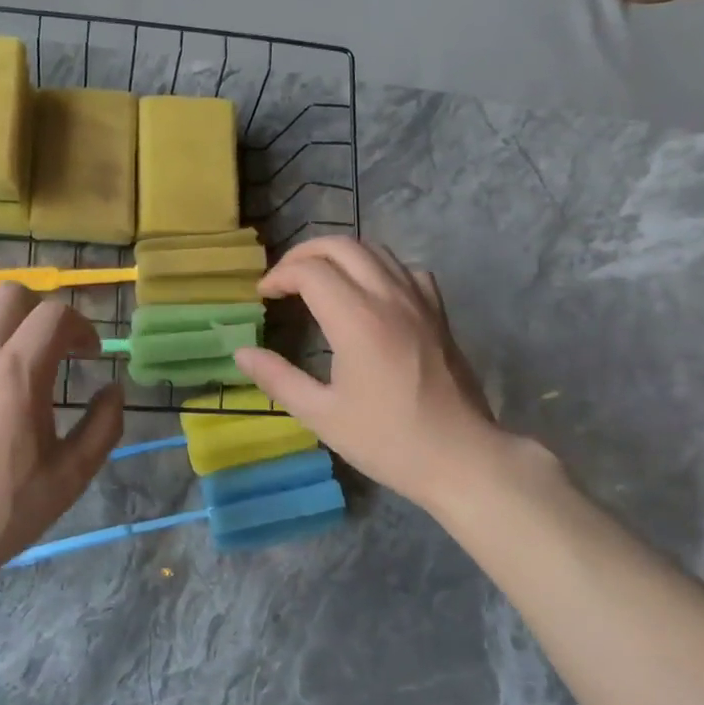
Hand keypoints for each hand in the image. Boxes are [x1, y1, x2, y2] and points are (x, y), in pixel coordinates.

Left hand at [0, 285, 123, 586]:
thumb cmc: (0, 512)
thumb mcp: (69, 477)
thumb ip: (103, 426)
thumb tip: (114, 390)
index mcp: (18, 372)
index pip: (56, 315)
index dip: (83, 328)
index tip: (91, 355)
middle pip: (14, 293)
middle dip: (44, 311)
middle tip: (57, 347)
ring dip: (4, 312)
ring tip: (17, 346)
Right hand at [234, 238, 540, 510]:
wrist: (462, 457)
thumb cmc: (388, 440)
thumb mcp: (322, 416)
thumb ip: (278, 379)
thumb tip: (241, 352)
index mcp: (357, 320)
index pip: (310, 271)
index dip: (279, 276)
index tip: (263, 296)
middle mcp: (389, 297)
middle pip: (341, 246)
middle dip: (304, 254)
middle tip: (283, 280)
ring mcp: (419, 301)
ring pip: (375, 250)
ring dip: (339, 255)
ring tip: (318, 280)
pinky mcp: (438, 312)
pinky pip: (405, 269)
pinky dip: (378, 267)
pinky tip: (369, 292)